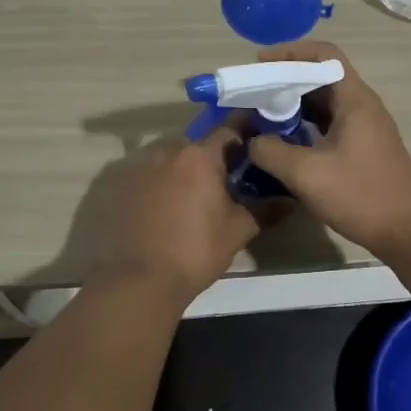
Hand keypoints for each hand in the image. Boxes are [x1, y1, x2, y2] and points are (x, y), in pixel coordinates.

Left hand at [90, 124, 263, 302]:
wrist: (141, 280)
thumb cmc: (196, 250)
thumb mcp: (238, 230)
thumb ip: (264, 209)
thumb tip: (289, 200)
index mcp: (200, 156)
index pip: (229, 130)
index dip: (246, 134)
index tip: (257, 141)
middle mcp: (168, 151)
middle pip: (198, 146)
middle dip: (214, 158)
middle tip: (229, 180)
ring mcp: (140, 167)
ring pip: (172, 160)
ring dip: (186, 171)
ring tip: (197, 197)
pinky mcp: (121, 186)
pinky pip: (150, 176)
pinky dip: (162, 185)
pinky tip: (168, 208)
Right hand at [244, 40, 410, 257]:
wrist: (409, 232)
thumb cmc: (361, 195)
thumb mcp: (307, 174)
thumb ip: (271, 152)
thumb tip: (253, 141)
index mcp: (355, 99)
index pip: (324, 55)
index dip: (290, 52)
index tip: (260, 64)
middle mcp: (363, 106)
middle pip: (322, 77)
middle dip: (286, 80)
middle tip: (254, 94)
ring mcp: (366, 128)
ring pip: (325, 103)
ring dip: (295, 105)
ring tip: (263, 117)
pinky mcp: (364, 149)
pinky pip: (331, 124)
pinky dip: (306, 126)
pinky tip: (285, 143)